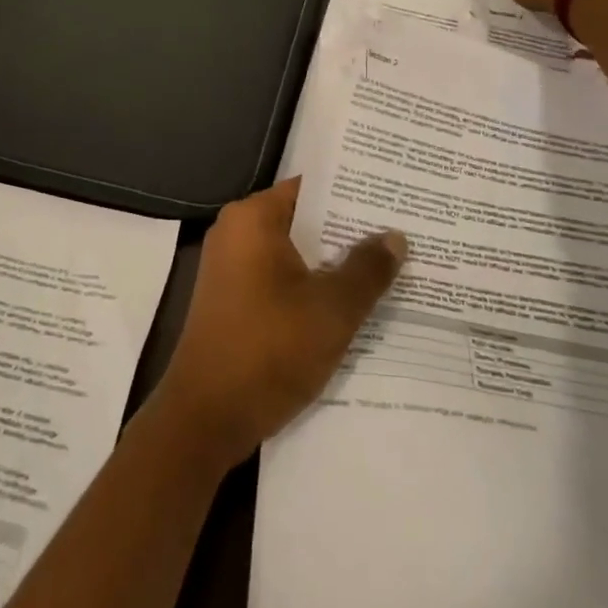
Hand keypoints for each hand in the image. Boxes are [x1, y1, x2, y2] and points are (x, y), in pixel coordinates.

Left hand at [153, 178, 405, 470]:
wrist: (204, 419)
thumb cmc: (268, 350)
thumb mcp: (331, 310)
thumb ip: (367, 269)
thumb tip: (395, 236)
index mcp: (253, 218)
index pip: (312, 187)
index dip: (354, 193)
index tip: (394, 196)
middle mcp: (236, 232)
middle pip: (304, 219)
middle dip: (349, 230)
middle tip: (403, 231)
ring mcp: (231, 267)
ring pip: (294, 252)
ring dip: (333, 262)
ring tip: (388, 264)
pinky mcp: (233, 299)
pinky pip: (280, 278)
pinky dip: (311, 285)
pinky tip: (351, 301)